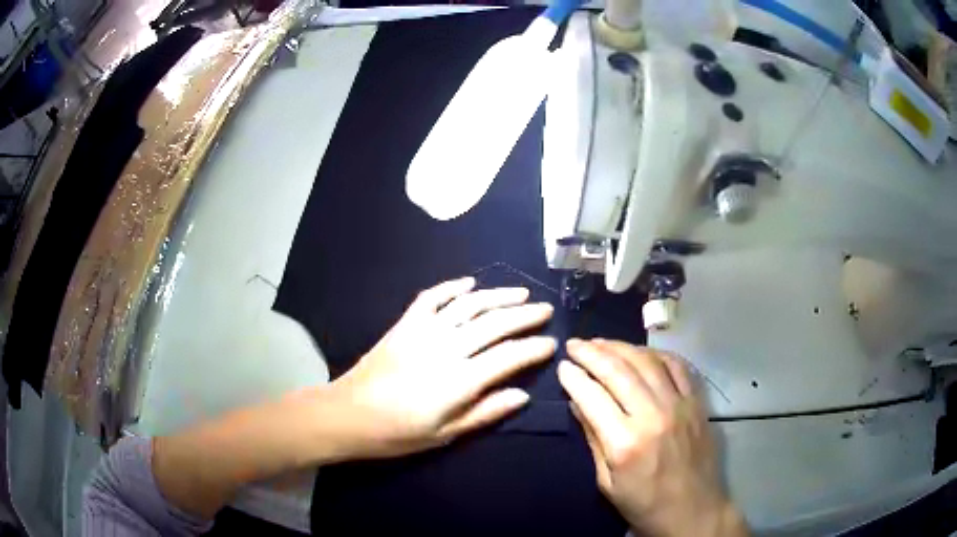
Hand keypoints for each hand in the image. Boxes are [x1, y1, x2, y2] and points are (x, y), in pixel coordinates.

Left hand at [325, 277, 555, 458]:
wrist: (348, 414)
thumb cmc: (398, 433)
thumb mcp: (445, 434)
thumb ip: (485, 412)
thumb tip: (523, 395)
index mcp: (459, 380)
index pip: (508, 357)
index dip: (534, 349)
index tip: (551, 343)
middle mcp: (446, 348)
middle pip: (494, 324)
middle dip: (525, 315)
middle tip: (545, 310)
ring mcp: (423, 331)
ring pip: (469, 305)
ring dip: (497, 296)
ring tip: (520, 292)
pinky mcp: (405, 324)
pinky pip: (432, 297)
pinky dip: (452, 287)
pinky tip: (469, 283)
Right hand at [558, 339, 746, 536]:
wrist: (693, 511)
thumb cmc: (644, 504)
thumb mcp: (607, 482)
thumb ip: (593, 439)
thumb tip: (577, 403)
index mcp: (624, 443)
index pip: (592, 396)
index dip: (574, 377)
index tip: (562, 366)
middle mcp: (652, 416)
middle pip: (618, 371)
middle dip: (592, 353)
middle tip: (574, 344)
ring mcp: (679, 405)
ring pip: (647, 362)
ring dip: (621, 347)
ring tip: (601, 343)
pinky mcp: (696, 403)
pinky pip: (677, 366)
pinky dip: (656, 353)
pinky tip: (641, 352)